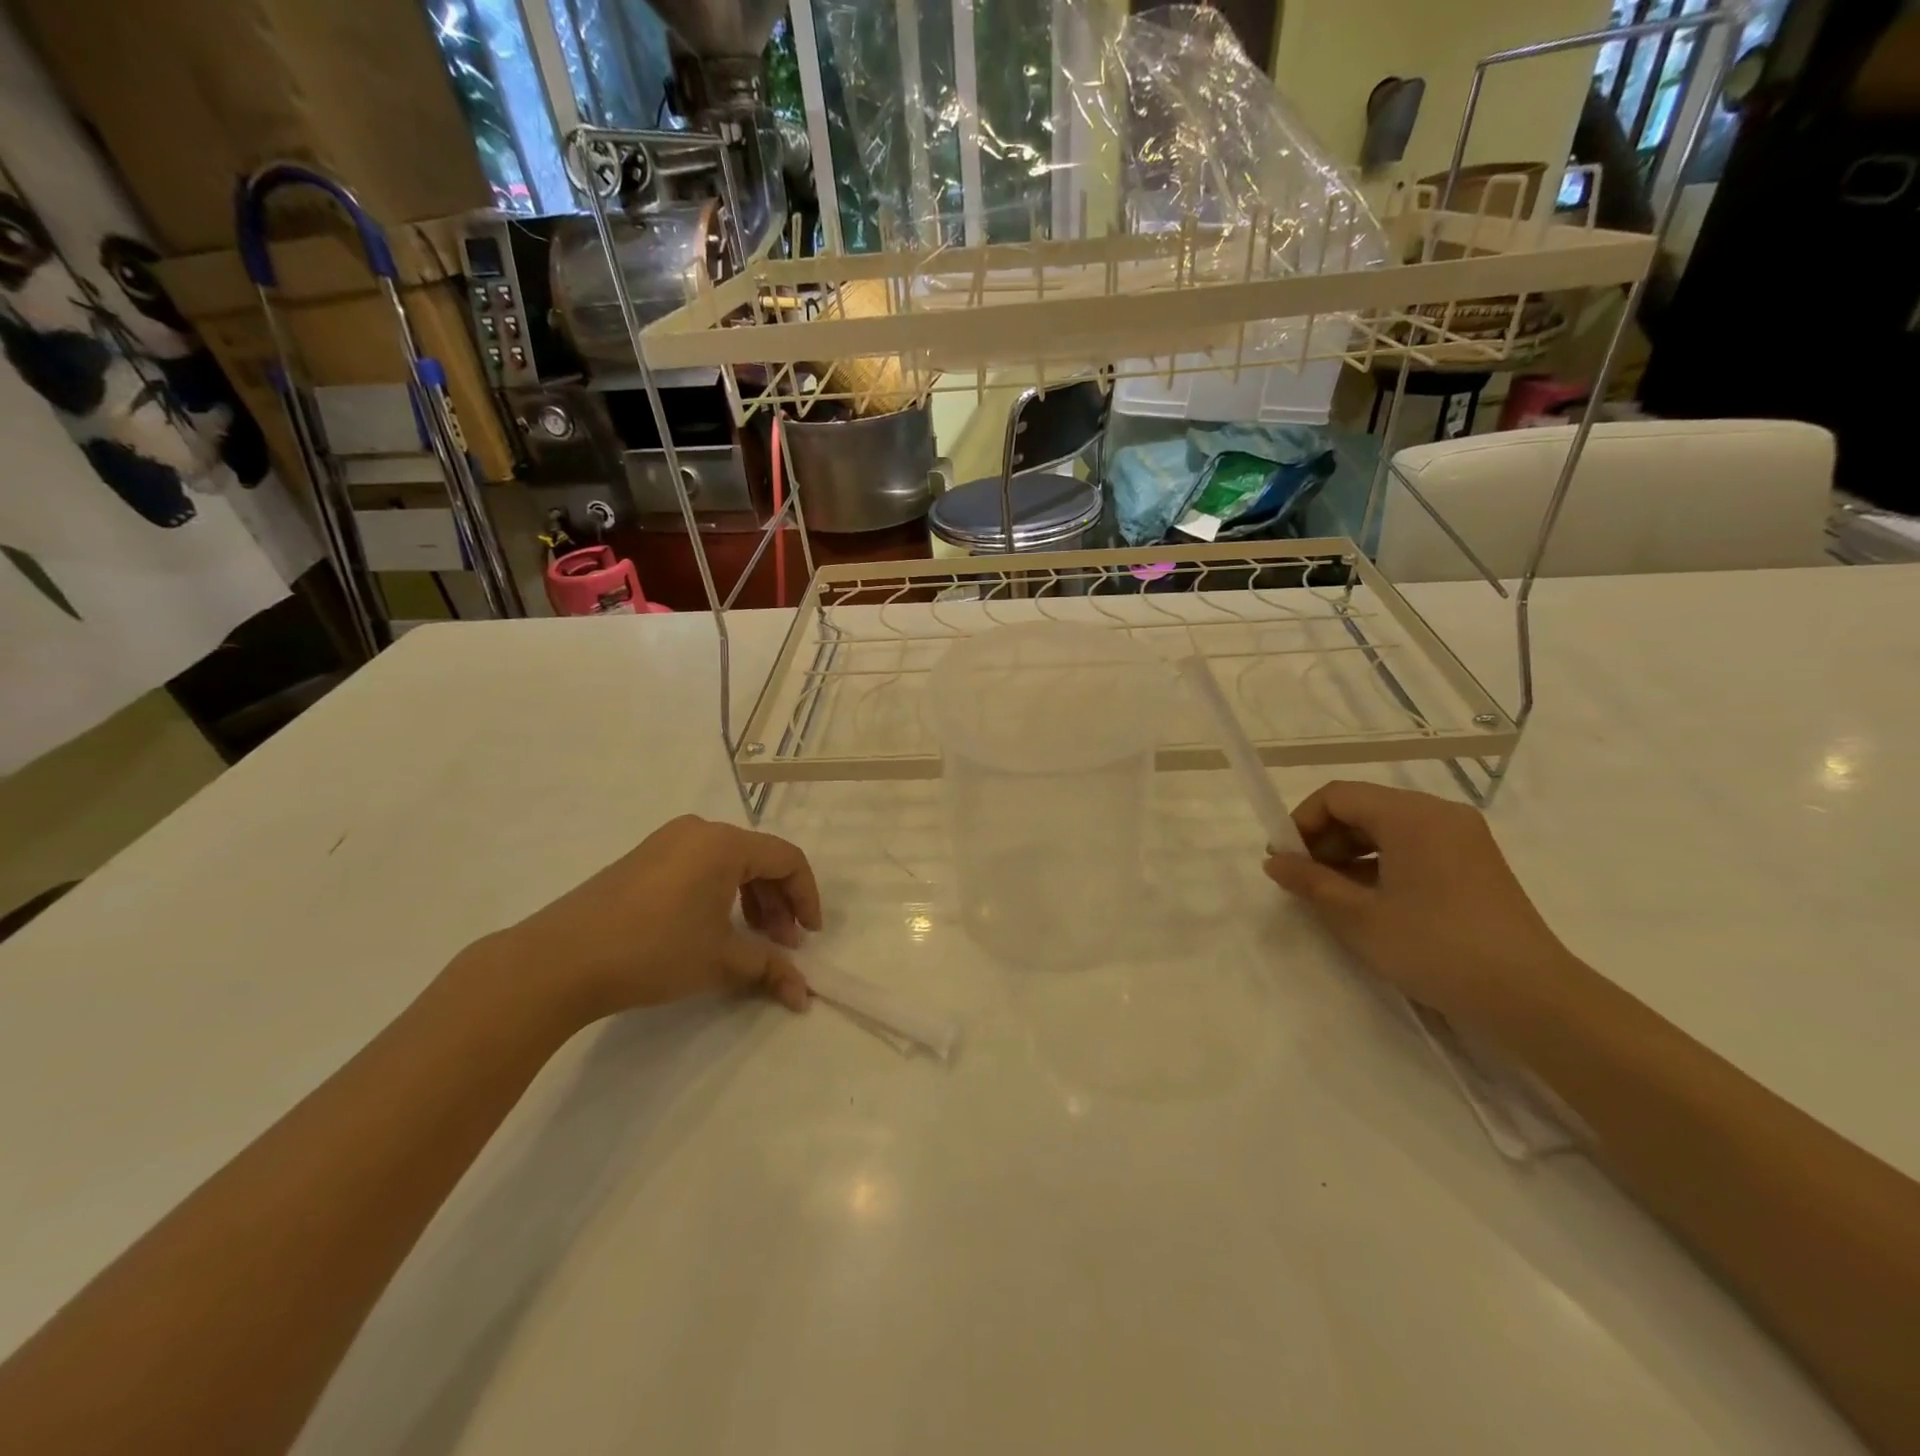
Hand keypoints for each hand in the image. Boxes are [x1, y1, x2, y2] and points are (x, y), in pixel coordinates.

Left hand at [485, 815, 822, 1024]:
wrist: (559, 961)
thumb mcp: (721, 960)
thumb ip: (770, 968)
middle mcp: (699, 831)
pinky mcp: (643, 859)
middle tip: (783, 945)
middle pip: (759, 859)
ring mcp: (667, 842)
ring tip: (752, 941)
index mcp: (724, 843)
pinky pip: (700, 867)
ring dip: (751, 900)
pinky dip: (720, 894)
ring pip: (729, 863)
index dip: (807, 897)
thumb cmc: (654, 951)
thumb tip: (805, 994)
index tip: (810, 937)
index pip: (787, 859)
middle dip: (779, 903)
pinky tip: (714, 929)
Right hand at [1263, 781, 1577, 1025]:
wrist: (1532, 998)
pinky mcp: (1475, 862)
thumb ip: (1311, 882)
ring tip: (1335, 895)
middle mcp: (1439, 813)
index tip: (1286, 860)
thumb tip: (1275, 862)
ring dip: (1352, 853)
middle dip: (1326, 839)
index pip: (1338, 795)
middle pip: (1364, 807)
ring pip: (1388, 828)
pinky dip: (1383, 863)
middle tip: (1305, 880)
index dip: (1302, 822)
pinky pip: (1414, 846)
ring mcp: (1463, 837)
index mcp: (1411, 815)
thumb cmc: (1435, 948)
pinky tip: (1372, 900)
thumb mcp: (1359, 917)